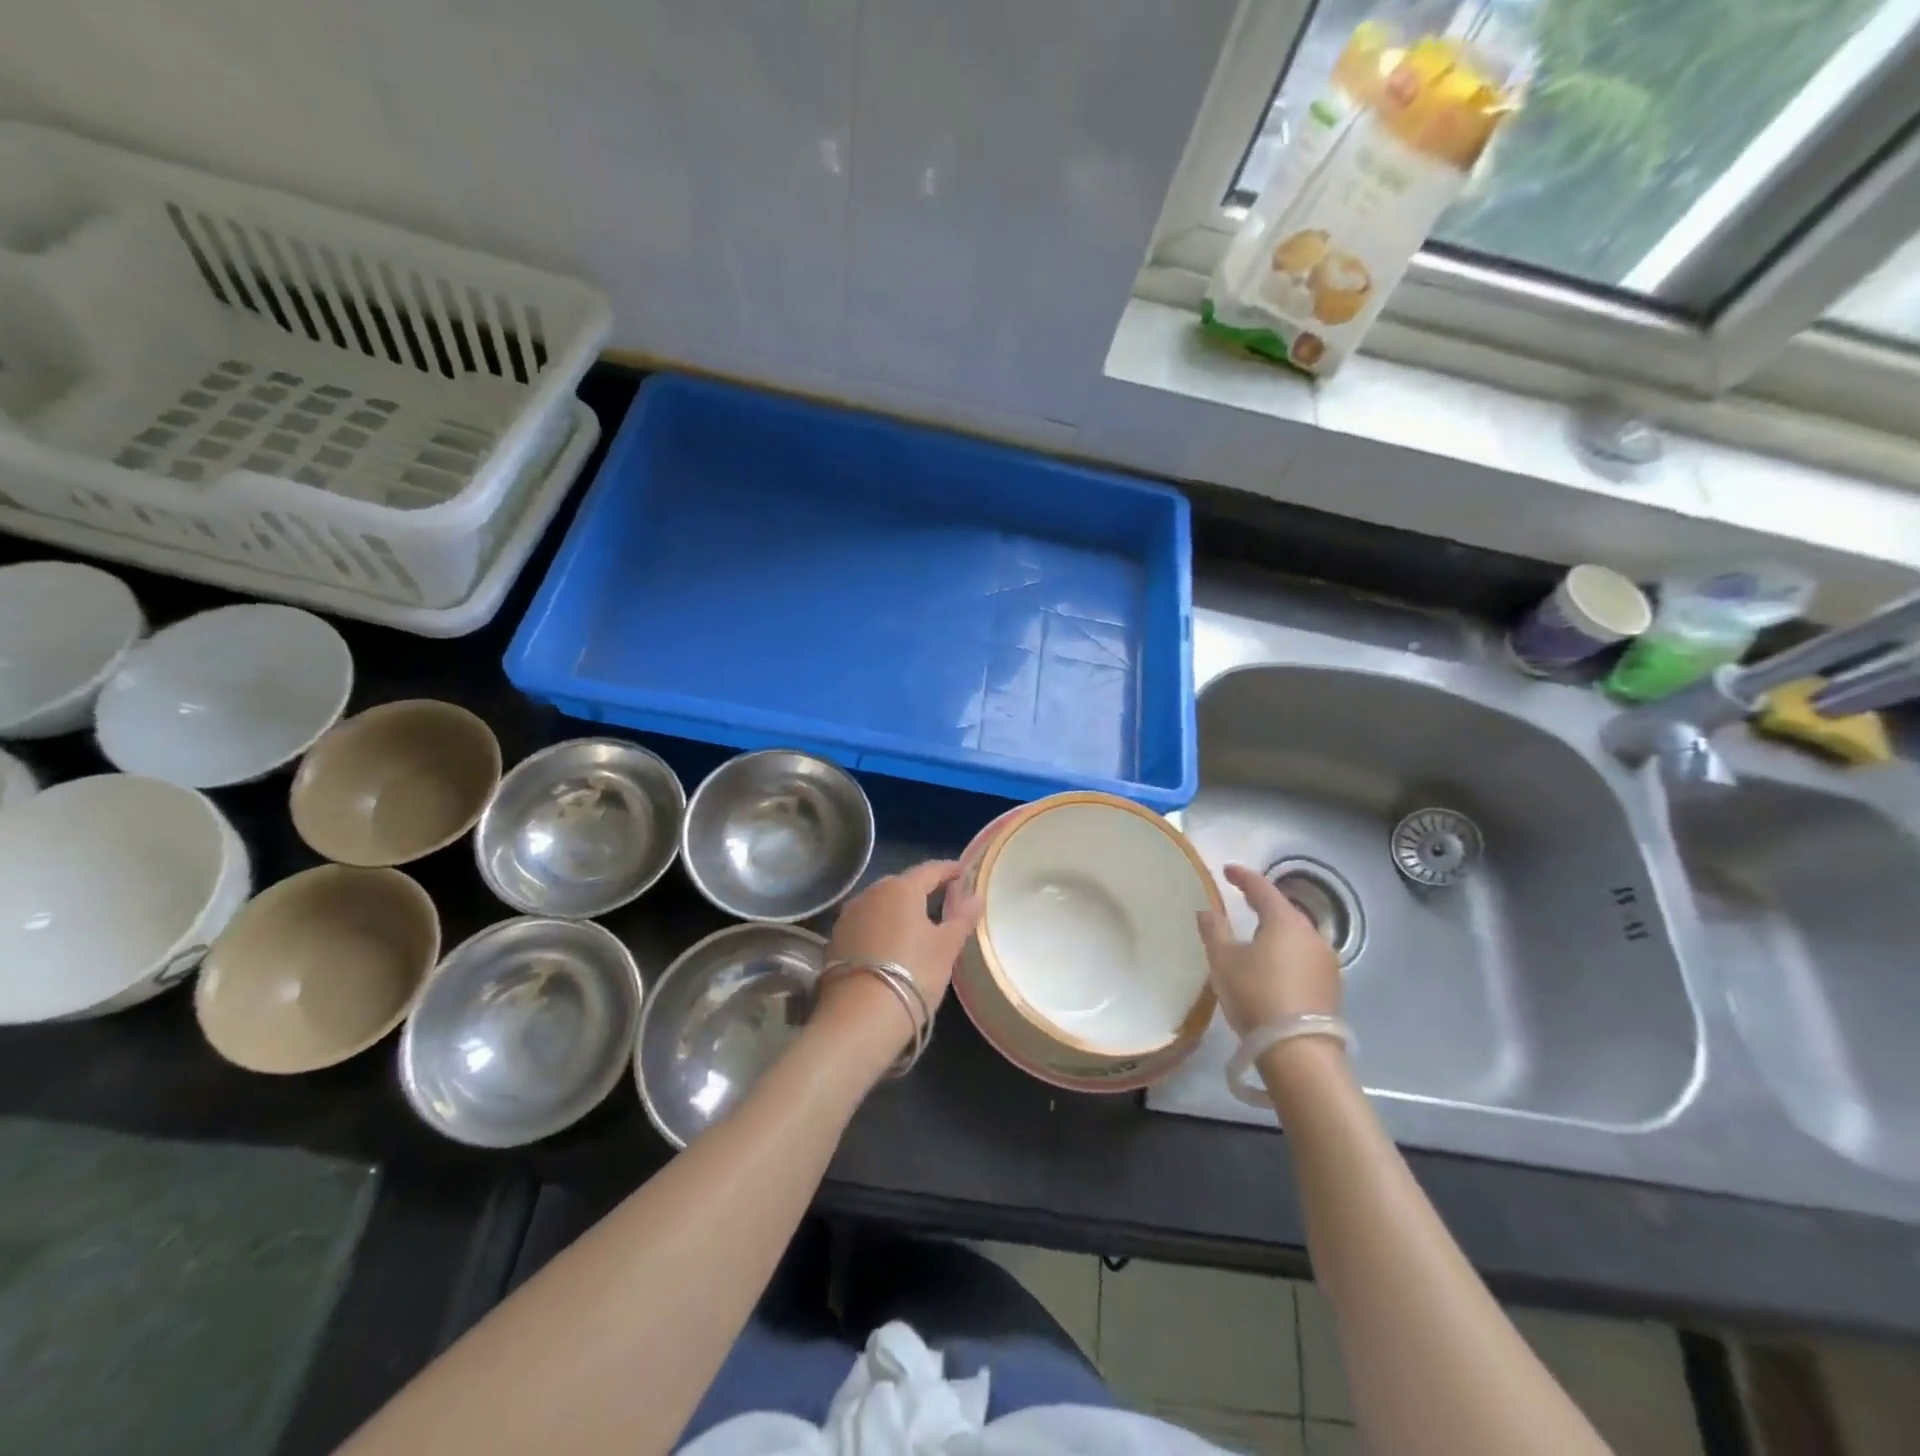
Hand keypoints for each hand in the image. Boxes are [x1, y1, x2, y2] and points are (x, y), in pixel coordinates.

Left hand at [814, 860, 982, 1059]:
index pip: (929, 870)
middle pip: (900, 885)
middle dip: (920, 889)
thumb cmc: (914, 973)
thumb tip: (976, 896)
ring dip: (897, 910)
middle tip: (940, 899)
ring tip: (914, 924)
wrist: (860, 1016)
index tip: (962, 871)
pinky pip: (864, 924)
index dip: (948, 869)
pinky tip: (888, 945)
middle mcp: (870, 893)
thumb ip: (962, 918)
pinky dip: (879, 928)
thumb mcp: (946, 947)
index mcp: (901, 888)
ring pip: (879, 904)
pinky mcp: (834, 940)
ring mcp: (848, 916)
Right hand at [1197, 864, 1341, 1034]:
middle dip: (1263, 904)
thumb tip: (1208, 911)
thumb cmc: (1256, 995)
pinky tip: (1275, 968)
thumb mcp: (1223, 961)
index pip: (1262, 888)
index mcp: (1285, 921)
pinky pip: (1305, 958)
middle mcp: (1312, 934)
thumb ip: (1214, 930)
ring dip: (1277, 932)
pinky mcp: (1332, 987)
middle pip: (1284, 911)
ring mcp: (1327, 962)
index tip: (1228, 871)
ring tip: (1257, 939)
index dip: (1243, 877)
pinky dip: (1288, 954)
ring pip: (1297, 936)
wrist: (1299, 1052)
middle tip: (1242, 902)